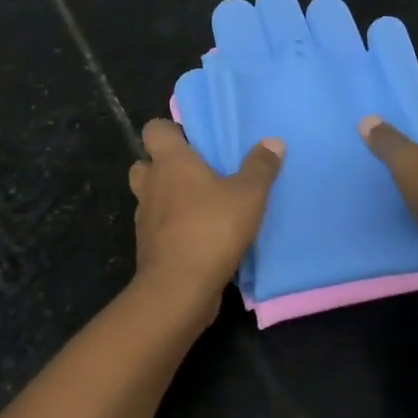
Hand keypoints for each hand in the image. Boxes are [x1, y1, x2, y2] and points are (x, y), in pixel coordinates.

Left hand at [128, 119, 283, 326]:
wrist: (179, 288)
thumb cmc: (211, 229)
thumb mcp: (248, 195)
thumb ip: (260, 167)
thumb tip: (273, 141)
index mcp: (170, 162)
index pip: (154, 129)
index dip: (170, 130)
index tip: (194, 139)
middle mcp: (150, 184)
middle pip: (145, 163)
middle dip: (164, 165)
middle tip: (197, 172)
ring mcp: (145, 217)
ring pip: (151, 197)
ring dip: (168, 198)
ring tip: (201, 204)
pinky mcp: (148, 246)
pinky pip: (158, 227)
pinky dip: (172, 227)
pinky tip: (200, 235)